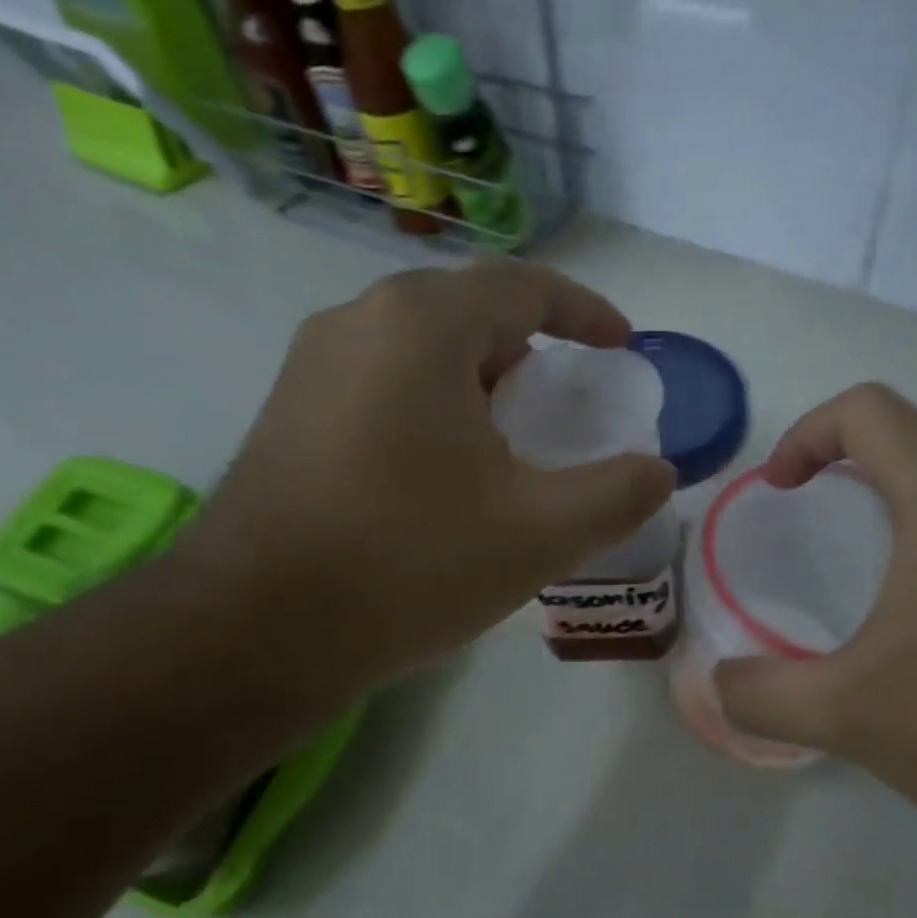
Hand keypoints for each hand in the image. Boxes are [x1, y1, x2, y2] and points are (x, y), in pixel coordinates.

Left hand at [177, 262, 675, 688]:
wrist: (257, 630)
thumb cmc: (409, 563)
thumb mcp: (539, 533)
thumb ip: (617, 493)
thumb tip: (658, 471)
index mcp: (421, 325)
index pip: (524, 287)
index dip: (586, 312)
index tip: (622, 347)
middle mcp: (357, 323)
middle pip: (469, 316)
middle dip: (530, 355)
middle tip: (564, 410)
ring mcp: (310, 369)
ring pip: (420, 355)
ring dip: (477, 387)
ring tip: (509, 451)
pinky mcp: (287, 416)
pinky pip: (381, 390)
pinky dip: (431, 413)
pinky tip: (441, 480)